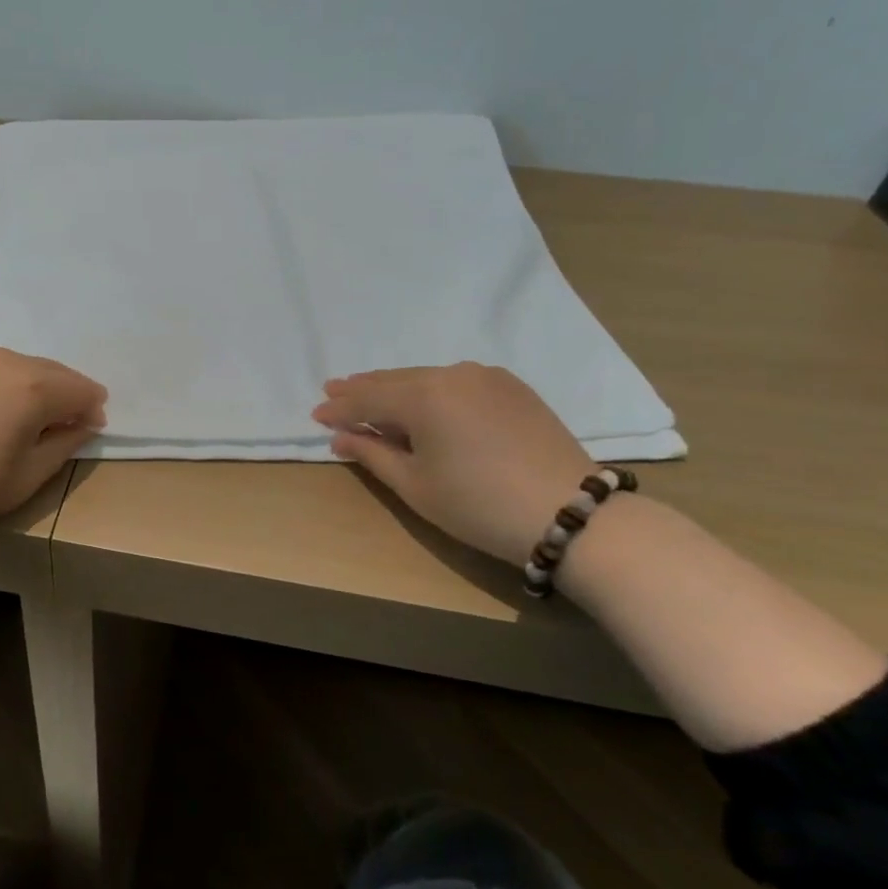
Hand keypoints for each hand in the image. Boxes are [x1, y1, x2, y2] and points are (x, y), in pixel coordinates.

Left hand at [0, 342, 107, 525]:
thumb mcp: (26, 478)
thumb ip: (64, 446)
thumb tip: (83, 424)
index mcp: (35, 389)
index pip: (82, 389)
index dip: (92, 409)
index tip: (88, 428)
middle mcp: (8, 359)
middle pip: (53, 371)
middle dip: (65, 393)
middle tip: (61, 422)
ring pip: (18, 363)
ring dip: (30, 383)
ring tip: (18, 413)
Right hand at [312, 365, 594, 565]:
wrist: (571, 514)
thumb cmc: (479, 506)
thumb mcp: (416, 486)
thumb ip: (373, 454)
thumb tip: (340, 437)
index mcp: (423, 397)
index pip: (367, 399)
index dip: (339, 408)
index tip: (316, 413)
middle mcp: (450, 374)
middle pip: (394, 380)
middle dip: (362, 388)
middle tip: (333, 389)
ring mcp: (485, 376)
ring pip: (425, 377)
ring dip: (395, 387)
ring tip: (370, 392)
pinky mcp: (511, 386)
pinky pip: (455, 380)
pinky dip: (430, 388)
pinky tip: (421, 398)